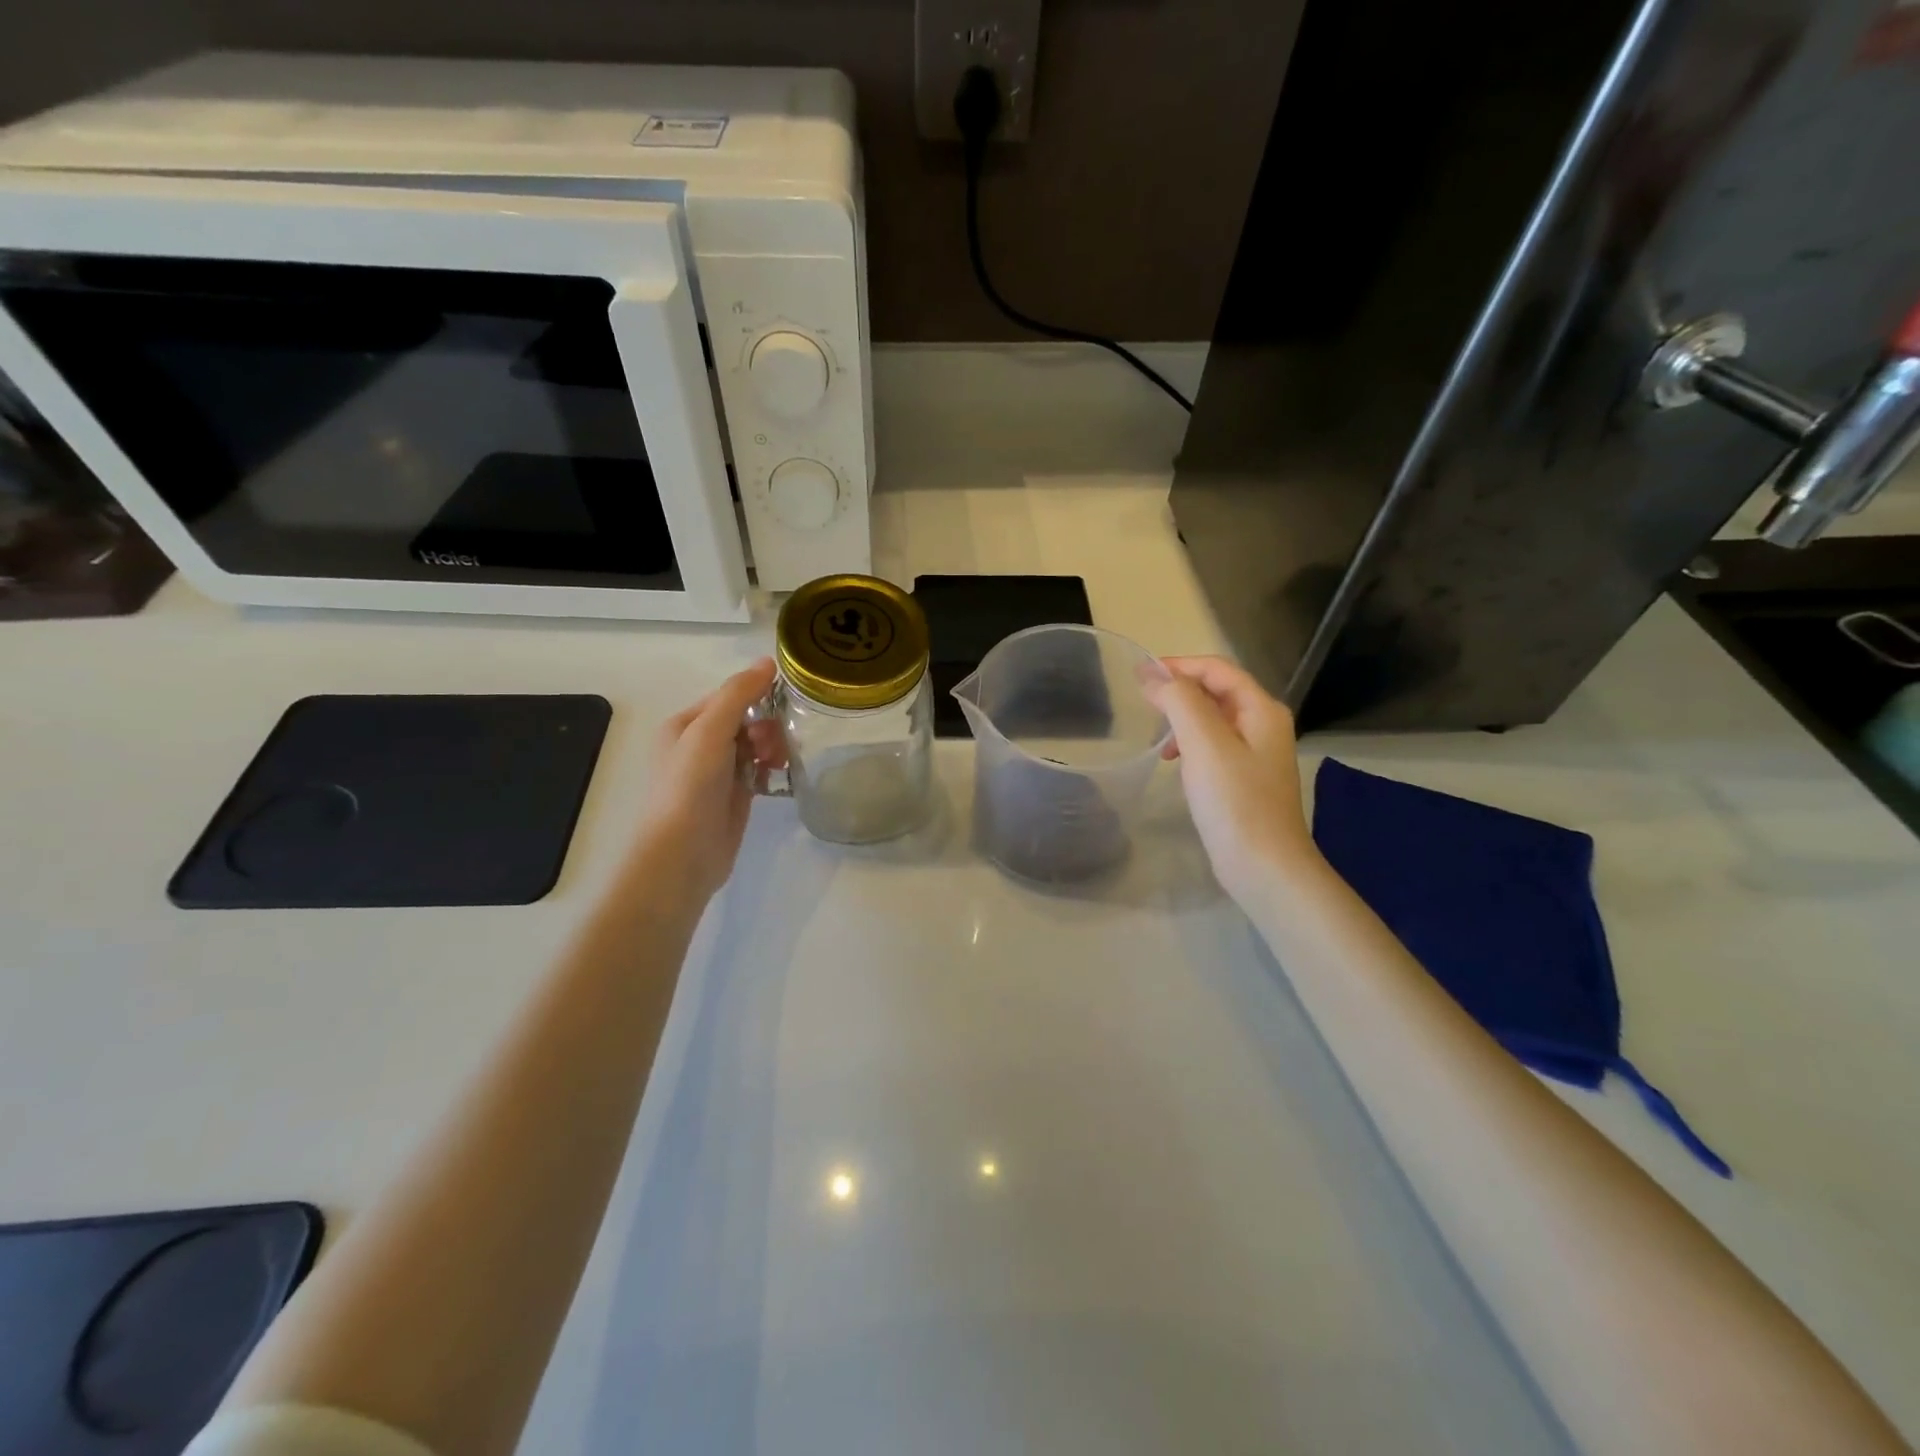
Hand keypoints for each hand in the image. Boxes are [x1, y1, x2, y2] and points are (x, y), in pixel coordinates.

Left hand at [635, 658, 785, 900]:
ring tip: (777, 763)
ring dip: (771, 746)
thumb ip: (738, 695)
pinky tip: (778, 776)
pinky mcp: (734, 796)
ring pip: (755, 745)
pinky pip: (759, 770)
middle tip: (772, 745)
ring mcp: (717, 773)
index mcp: (684, 725)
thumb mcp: (710, 732)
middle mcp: (698, 746)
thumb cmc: (690, 787)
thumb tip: (767, 662)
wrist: (683, 854)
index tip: (782, 703)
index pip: (728, 697)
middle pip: (744, 720)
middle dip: (765, 726)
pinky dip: (771, 769)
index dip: (755, 696)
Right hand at [1145, 656, 1313, 903]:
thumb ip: (1180, 701)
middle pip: (1217, 691)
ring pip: (1213, 720)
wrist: (1264, 866)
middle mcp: (1264, 725)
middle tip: (1143, 704)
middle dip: (1179, 691)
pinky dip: (1190, 745)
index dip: (1178, 665)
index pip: (1217, 669)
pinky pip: (1213, 746)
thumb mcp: (1204, 744)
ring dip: (1182, 719)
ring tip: (1157, 738)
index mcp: (1261, 710)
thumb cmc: (1235, 802)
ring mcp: (1256, 754)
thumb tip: (1153, 674)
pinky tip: (1174, 763)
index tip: (1139, 675)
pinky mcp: (1245, 779)